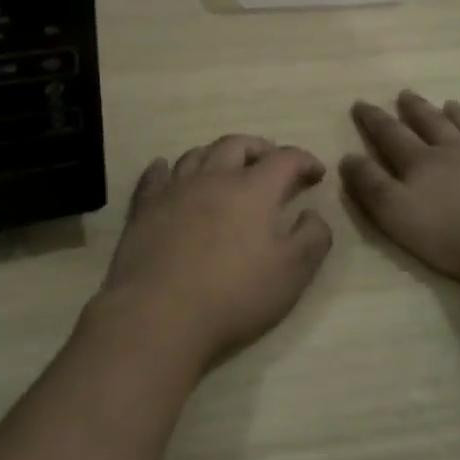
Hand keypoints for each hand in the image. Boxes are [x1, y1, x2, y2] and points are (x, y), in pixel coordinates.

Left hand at [96, 135, 332, 370]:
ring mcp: (174, 190)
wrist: (159, 315)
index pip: (285, 159)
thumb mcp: (293, 272)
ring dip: (217, 155)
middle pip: (237, 145)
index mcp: (253, 189)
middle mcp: (212, 178)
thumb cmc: (234, 295)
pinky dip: (164, 168)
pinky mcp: (143, 208)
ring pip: (196, 154)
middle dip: (259, 149)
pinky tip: (164, 169)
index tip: (316, 174)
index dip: (305, 161)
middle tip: (271, 163)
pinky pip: (154, 176)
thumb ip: (312, 237)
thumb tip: (313, 214)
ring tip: (226, 168)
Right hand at [342, 91, 459, 292]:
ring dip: (459, 115)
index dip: (374, 119)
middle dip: (415, 109)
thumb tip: (348, 156)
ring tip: (450, 103)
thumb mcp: (395, 214)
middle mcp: (456, 152)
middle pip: (432, 123)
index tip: (361, 103)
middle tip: (405, 94)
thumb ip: (370, 184)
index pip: (391, 134)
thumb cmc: (450, 236)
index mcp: (421, 162)